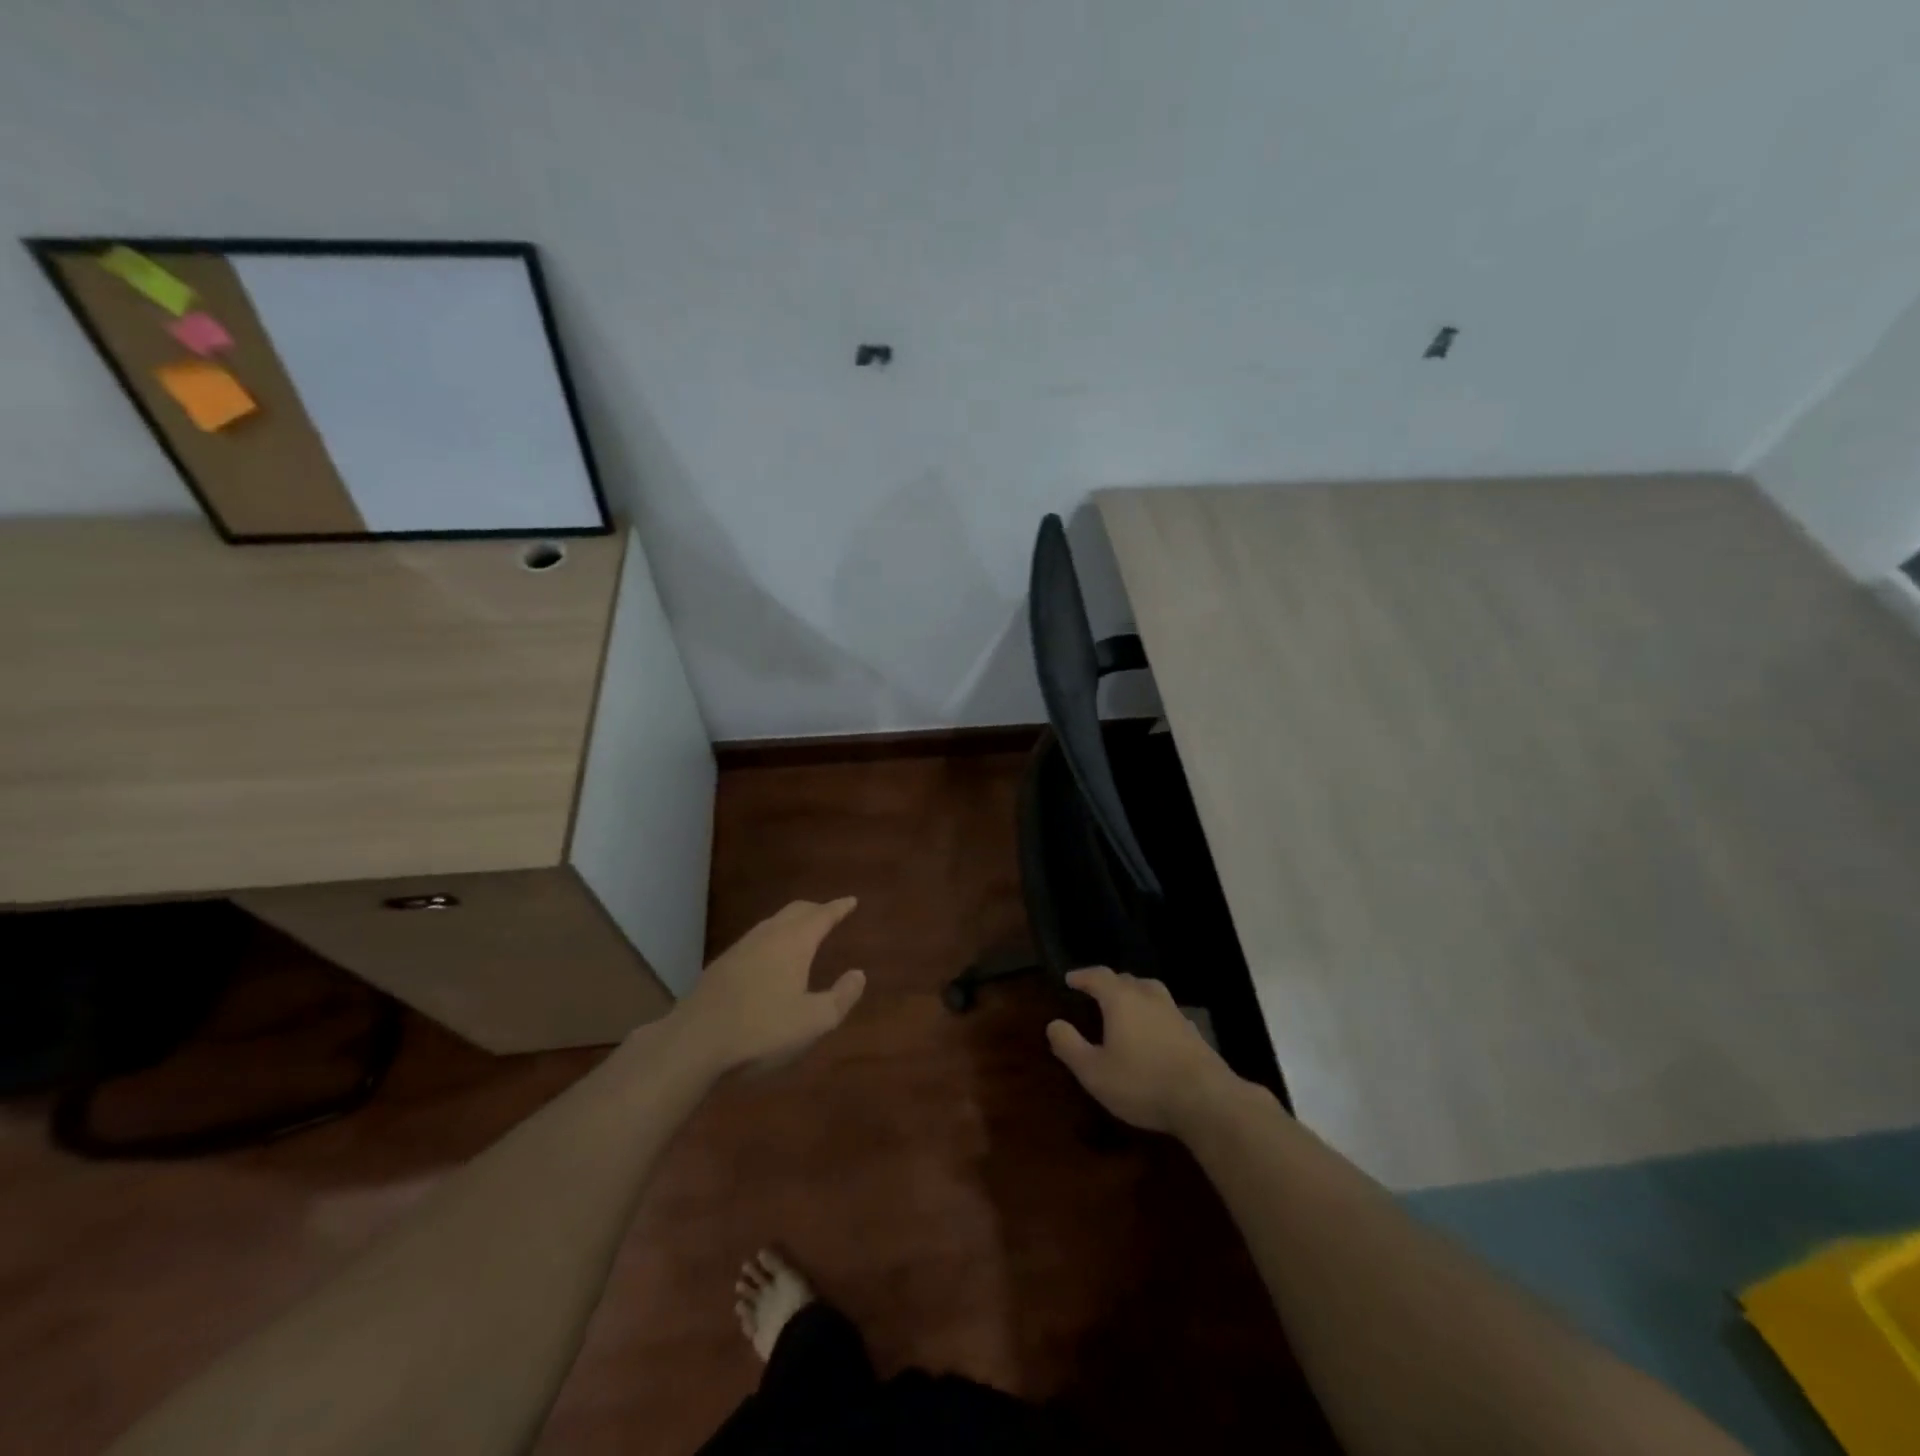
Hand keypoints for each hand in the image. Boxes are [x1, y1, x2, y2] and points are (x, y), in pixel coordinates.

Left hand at [673, 899, 866, 1072]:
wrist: (695, 1042)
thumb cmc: (762, 1030)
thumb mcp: (814, 1021)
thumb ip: (841, 997)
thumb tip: (858, 974)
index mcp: (794, 942)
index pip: (822, 915)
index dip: (839, 908)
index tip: (851, 900)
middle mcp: (768, 936)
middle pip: (796, 911)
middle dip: (815, 909)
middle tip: (830, 913)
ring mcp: (741, 948)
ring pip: (773, 923)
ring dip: (792, 922)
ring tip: (803, 932)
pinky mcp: (721, 965)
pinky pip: (757, 939)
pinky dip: (773, 938)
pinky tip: (770, 958)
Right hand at [1046, 967, 1242, 1133]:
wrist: (1205, 1100)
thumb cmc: (1142, 1082)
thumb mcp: (1094, 1071)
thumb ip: (1070, 1045)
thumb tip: (1053, 1024)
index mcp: (1121, 999)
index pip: (1098, 976)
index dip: (1082, 976)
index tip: (1069, 979)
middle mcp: (1148, 996)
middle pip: (1125, 979)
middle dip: (1107, 983)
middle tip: (1094, 993)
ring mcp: (1174, 1012)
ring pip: (1149, 991)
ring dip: (1133, 994)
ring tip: (1123, 1007)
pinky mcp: (1192, 1031)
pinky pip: (1165, 1011)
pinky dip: (1152, 1013)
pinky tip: (1152, 1031)